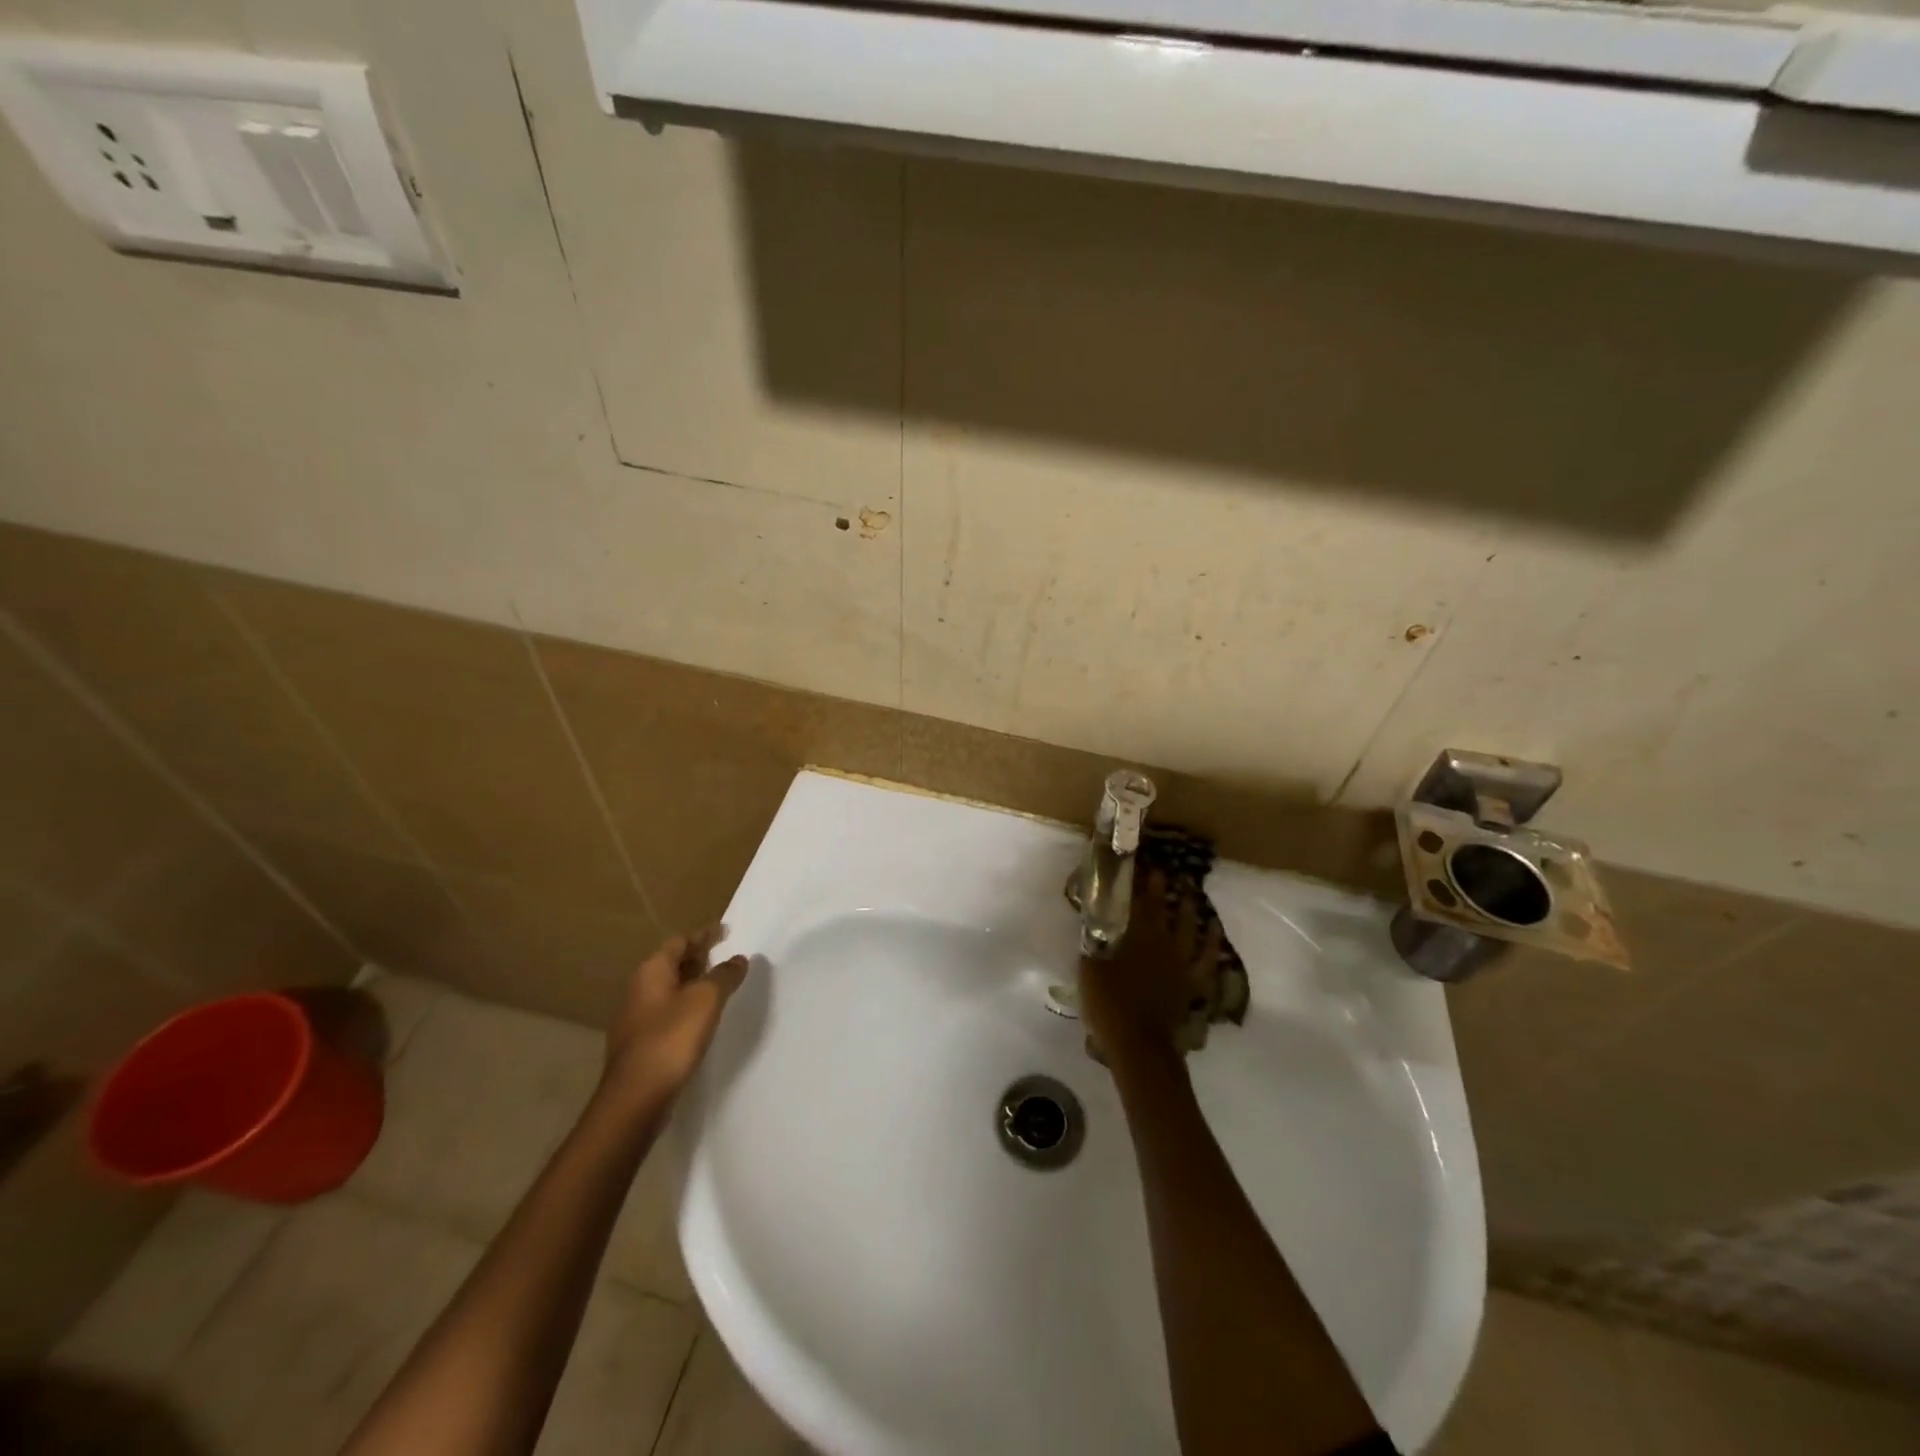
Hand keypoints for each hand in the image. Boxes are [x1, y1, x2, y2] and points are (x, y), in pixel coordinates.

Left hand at [602, 926, 748, 1108]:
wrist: (635, 1098)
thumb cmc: (671, 1039)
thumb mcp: (706, 1000)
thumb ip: (724, 976)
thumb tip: (738, 959)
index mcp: (651, 972)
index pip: (679, 941)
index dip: (703, 934)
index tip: (725, 930)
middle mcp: (639, 989)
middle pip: (671, 963)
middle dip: (698, 957)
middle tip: (724, 954)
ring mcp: (637, 1018)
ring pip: (670, 989)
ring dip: (693, 983)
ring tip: (719, 984)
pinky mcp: (641, 1044)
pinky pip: (668, 1012)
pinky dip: (687, 1006)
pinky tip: (702, 1018)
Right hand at [1078, 871, 1219, 1070]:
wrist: (1138, 1042)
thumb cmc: (1108, 1003)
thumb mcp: (1089, 967)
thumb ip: (1093, 941)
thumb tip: (1093, 919)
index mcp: (1133, 935)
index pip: (1135, 900)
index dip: (1136, 881)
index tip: (1137, 864)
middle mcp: (1159, 941)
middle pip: (1161, 907)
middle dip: (1161, 886)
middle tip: (1163, 870)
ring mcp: (1180, 961)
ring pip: (1187, 926)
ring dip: (1188, 906)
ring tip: (1189, 890)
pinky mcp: (1192, 981)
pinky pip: (1207, 958)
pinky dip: (1212, 942)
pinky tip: (1213, 929)